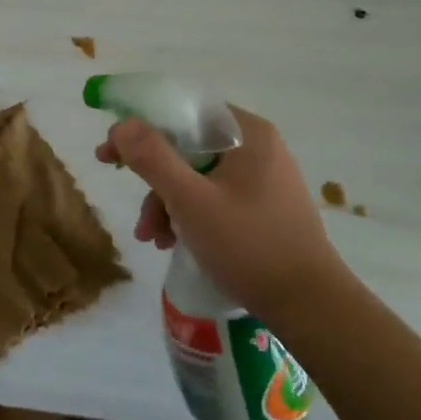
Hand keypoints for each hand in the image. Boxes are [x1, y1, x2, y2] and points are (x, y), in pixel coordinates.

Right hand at [96, 107, 342, 320]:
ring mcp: (264, 177)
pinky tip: (175, 242)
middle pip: (188, 147)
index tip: (109, 154)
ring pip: (199, 176)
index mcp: (247, 133)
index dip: (141, 129)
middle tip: (131, 203)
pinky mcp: (265, 206)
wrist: (311, 306)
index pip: (183, 113)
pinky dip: (190, 214)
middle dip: (155, 181)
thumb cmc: (249, 246)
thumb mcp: (191, 201)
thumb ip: (152, 159)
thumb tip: (120, 124)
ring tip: (154, 239)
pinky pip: (215, 196)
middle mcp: (258, 147)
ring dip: (168, 204)